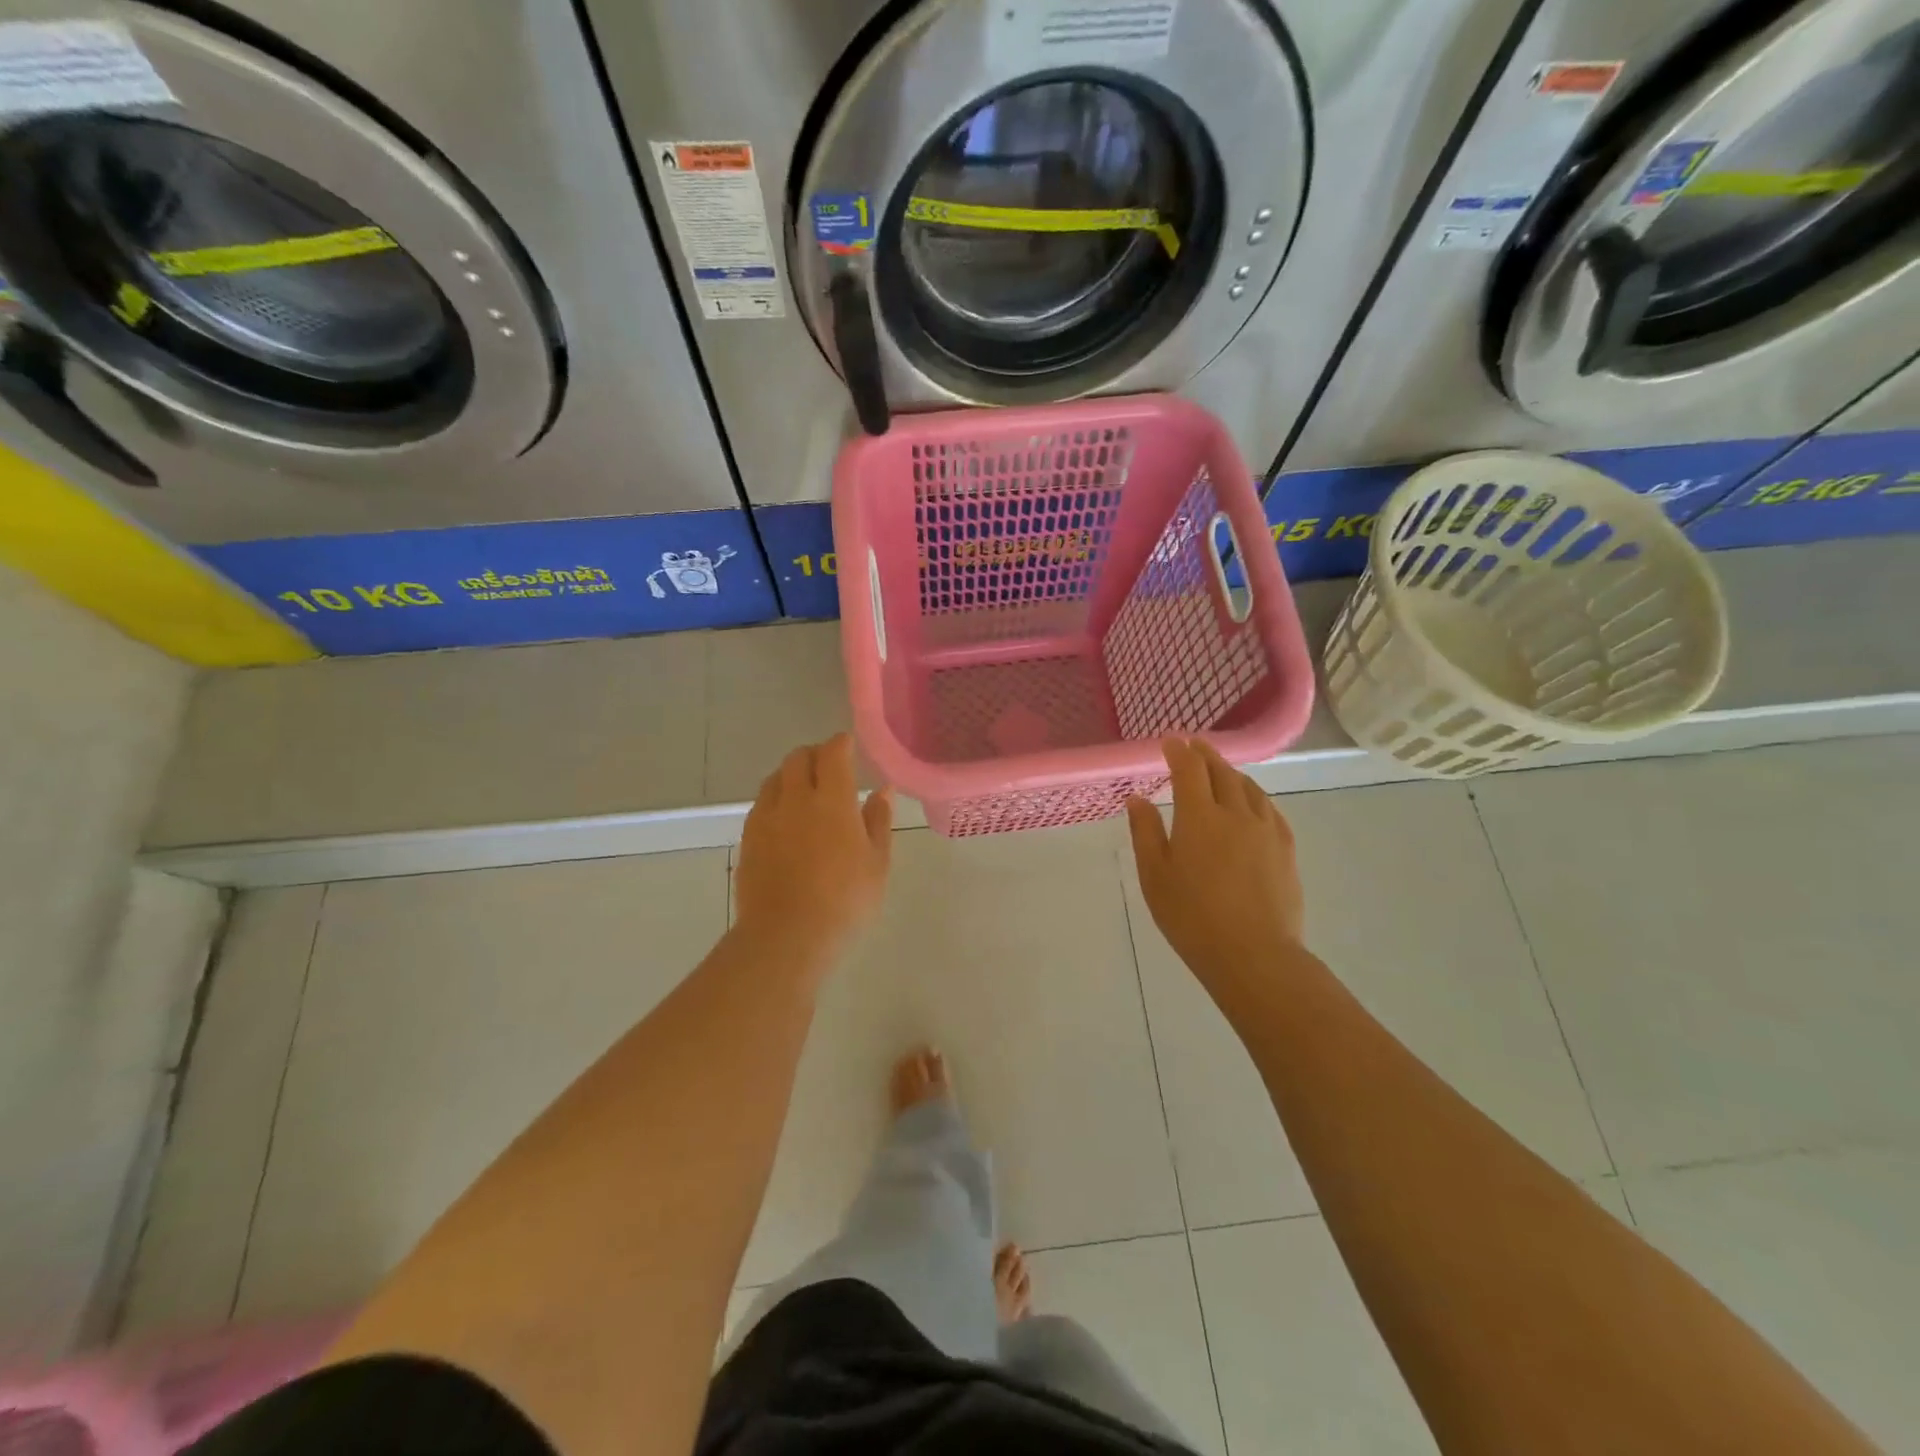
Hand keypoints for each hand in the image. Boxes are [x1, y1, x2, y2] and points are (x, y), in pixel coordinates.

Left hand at [733, 734, 891, 972]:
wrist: (787, 936)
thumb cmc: (845, 901)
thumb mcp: (877, 863)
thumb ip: (879, 820)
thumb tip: (883, 790)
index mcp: (832, 800)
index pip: (833, 753)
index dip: (841, 743)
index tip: (850, 746)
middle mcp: (795, 799)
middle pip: (798, 758)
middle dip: (815, 754)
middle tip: (830, 767)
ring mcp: (766, 818)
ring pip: (775, 778)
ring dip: (792, 774)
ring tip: (806, 791)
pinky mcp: (748, 838)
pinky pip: (762, 804)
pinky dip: (776, 799)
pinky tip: (786, 820)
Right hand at [1126, 738, 1305, 989]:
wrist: (1254, 955)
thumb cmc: (1192, 917)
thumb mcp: (1155, 876)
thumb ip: (1146, 833)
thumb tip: (1137, 799)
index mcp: (1199, 817)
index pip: (1189, 769)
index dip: (1179, 751)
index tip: (1170, 741)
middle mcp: (1236, 813)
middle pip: (1222, 772)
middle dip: (1205, 755)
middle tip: (1194, 746)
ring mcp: (1265, 830)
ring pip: (1249, 788)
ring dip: (1232, 772)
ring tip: (1221, 771)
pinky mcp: (1285, 849)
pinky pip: (1270, 809)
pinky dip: (1255, 796)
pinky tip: (1253, 803)